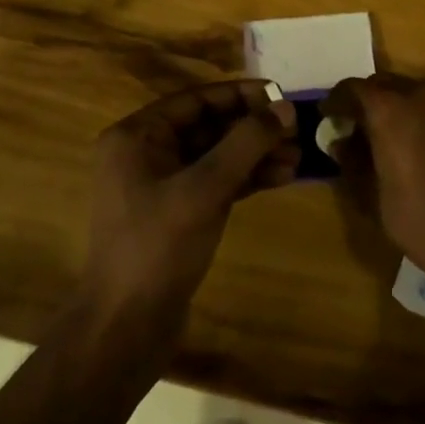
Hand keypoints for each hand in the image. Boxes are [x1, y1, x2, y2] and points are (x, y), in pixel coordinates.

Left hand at [85, 81, 296, 325]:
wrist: (126, 328)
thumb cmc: (158, 246)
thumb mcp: (204, 188)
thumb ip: (246, 143)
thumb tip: (285, 107)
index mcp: (137, 136)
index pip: (197, 99)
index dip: (242, 95)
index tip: (283, 96)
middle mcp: (146, 153)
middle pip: (210, 126)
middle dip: (254, 128)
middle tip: (298, 130)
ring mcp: (163, 185)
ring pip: (218, 155)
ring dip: (257, 154)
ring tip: (298, 157)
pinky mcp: (179, 213)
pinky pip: (217, 182)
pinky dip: (248, 177)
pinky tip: (282, 177)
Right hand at [324, 74, 424, 282]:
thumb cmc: (423, 221)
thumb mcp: (374, 196)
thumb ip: (353, 162)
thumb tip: (341, 142)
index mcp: (391, 109)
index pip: (353, 89)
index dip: (336, 101)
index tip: (326, 117)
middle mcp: (421, 95)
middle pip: (383, 84)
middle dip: (365, 101)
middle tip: (353, 128)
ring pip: (411, 91)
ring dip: (393, 105)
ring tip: (383, 136)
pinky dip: (417, 114)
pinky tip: (414, 144)